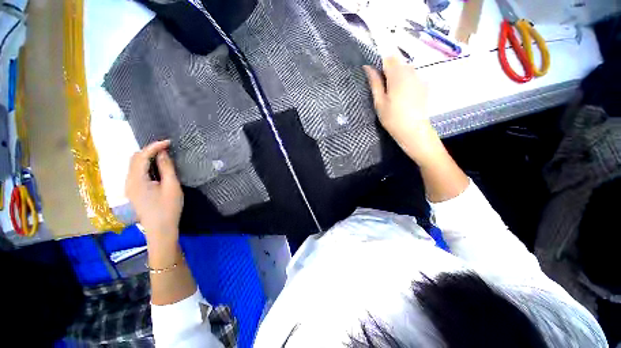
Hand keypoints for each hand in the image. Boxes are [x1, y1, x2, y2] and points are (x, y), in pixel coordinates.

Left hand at [125, 140, 182, 249]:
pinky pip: (136, 172)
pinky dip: (146, 165)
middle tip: (166, 149)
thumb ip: (166, 168)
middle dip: (149, 150)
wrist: (160, 229)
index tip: (168, 142)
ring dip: (147, 157)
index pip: (141, 156)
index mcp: (137, 180)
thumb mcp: (172, 186)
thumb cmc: (168, 208)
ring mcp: (129, 187)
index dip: (154, 147)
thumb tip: (163, 153)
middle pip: (134, 159)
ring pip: (134, 165)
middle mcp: (128, 181)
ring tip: (163, 156)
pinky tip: (157, 167)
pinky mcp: (133, 191)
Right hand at [364, 56, 444, 166]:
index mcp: (397, 74)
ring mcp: (419, 77)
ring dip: (397, 74)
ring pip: (406, 68)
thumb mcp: (379, 101)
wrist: (413, 130)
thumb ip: (374, 83)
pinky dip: (406, 80)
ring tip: (393, 92)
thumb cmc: (392, 117)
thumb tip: (368, 67)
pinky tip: (403, 95)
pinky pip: (413, 75)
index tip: (375, 74)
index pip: (388, 57)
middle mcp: (410, 71)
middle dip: (389, 69)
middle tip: (383, 87)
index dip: (380, 62)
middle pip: (398, 61)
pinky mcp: (424, 84)